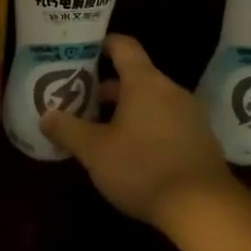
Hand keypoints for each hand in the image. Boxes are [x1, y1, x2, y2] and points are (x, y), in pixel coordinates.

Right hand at [40, 33, 236, 231]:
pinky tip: (135, 152)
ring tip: (104, 129)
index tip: (84, 52)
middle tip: (82, 100)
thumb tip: (46, 115)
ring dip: (128, 109)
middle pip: (136, 76)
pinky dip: (149, 126)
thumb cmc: (143, 168)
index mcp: (144, 82)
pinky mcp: (201, 138)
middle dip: (109, 87)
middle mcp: (170, 89)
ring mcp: (190, 113)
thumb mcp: (95, 152)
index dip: (103, 44)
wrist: (204, 206)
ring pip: (153, 100)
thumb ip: (68, 130)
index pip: (124, 46)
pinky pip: (168, 120)